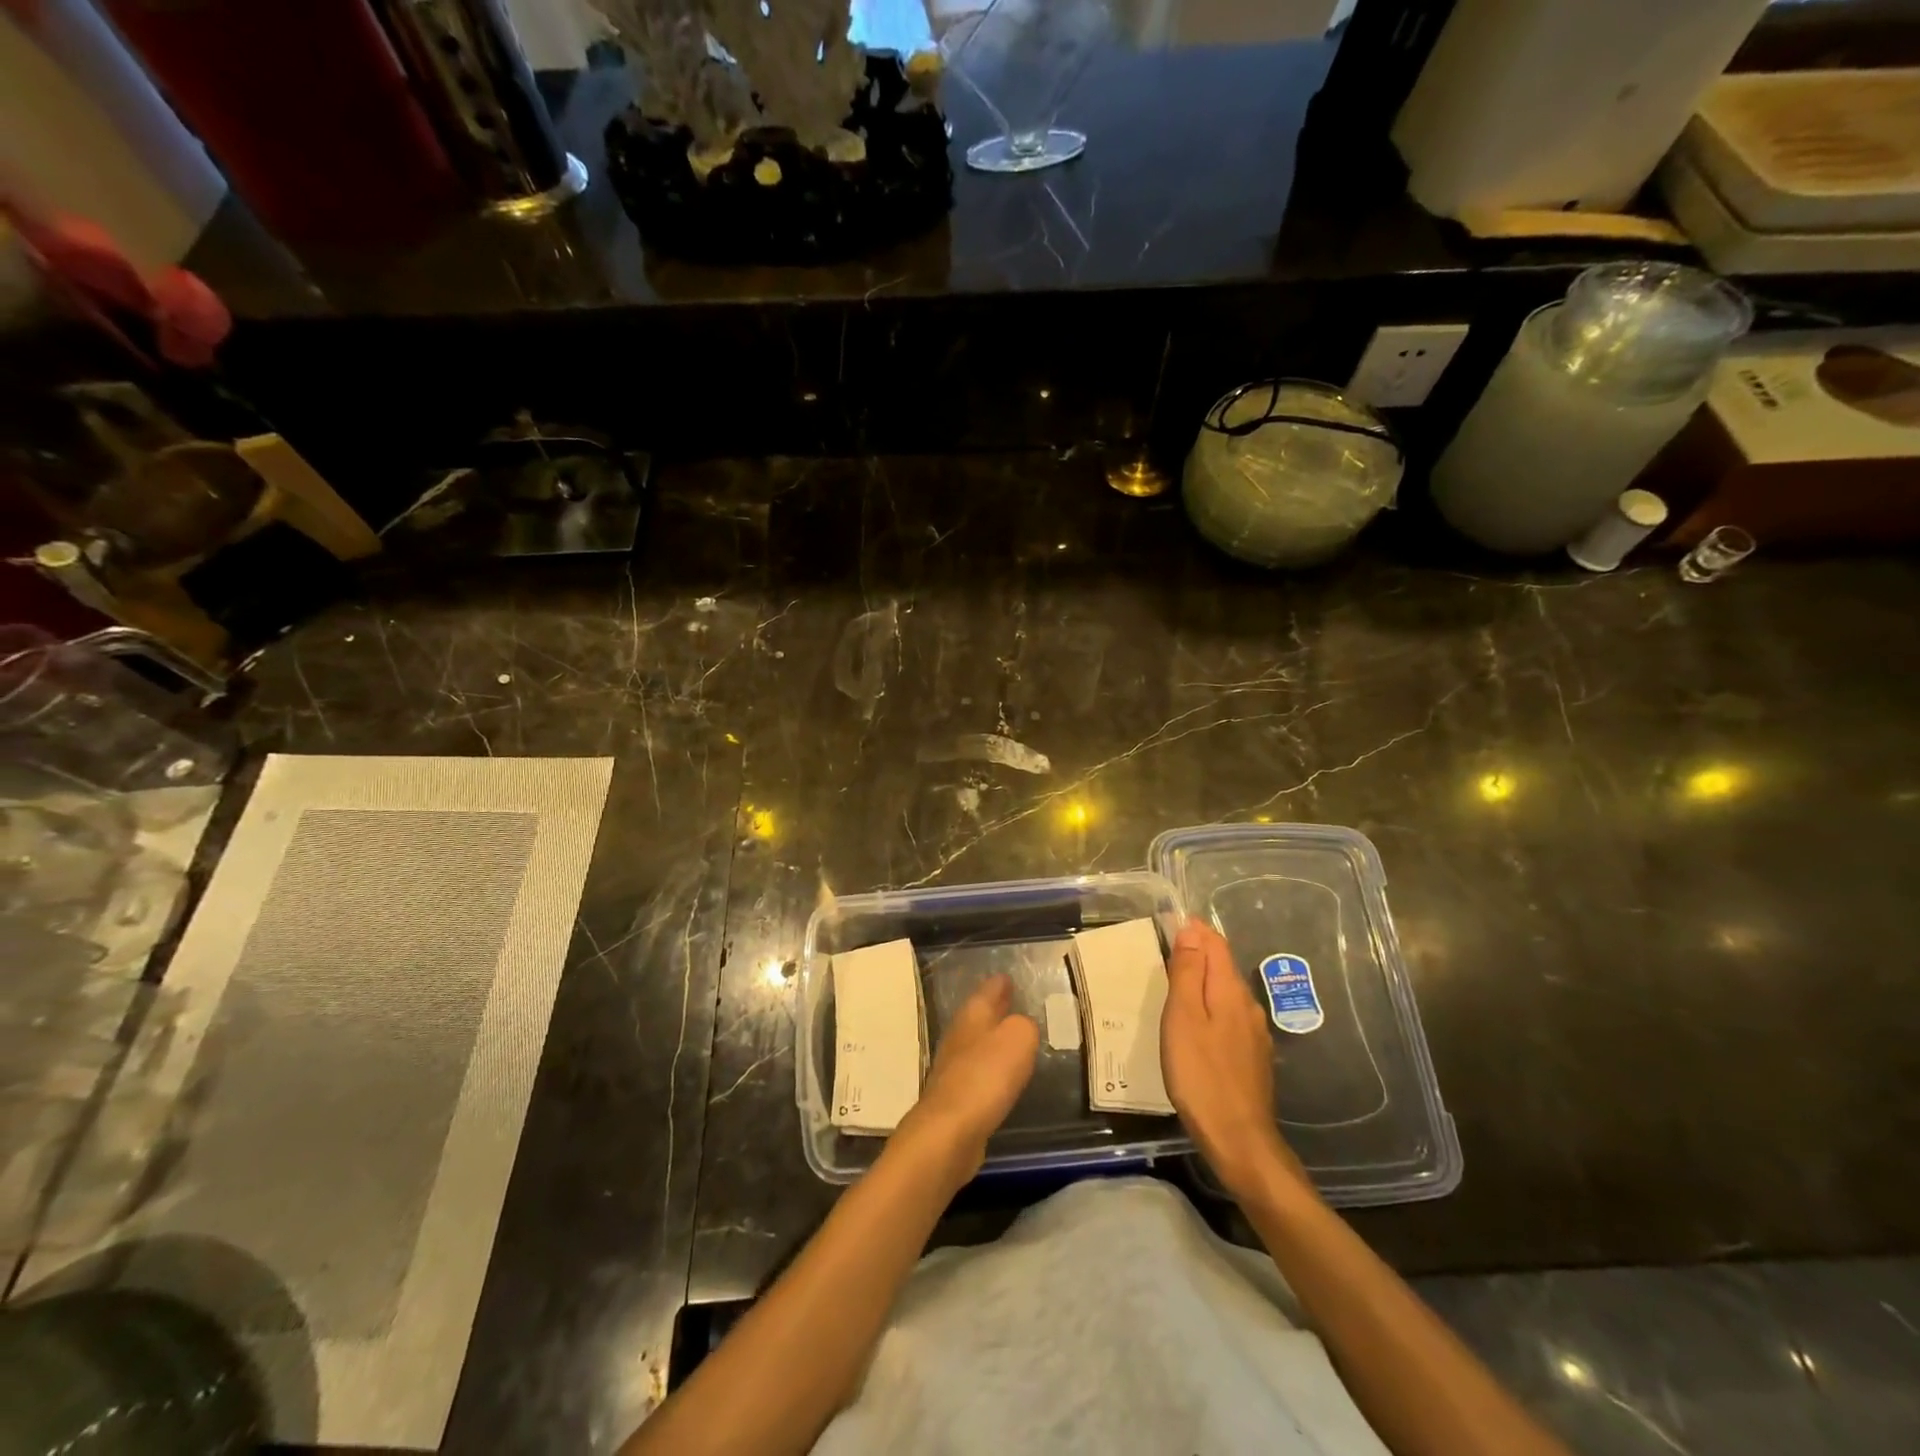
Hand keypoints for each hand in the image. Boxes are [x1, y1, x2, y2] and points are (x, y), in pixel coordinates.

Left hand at [896, 973, 1038, 1182]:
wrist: (949, 1133)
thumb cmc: (985, 1077)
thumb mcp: (1018, 1039)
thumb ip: (1024, 1027)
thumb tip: (1021, 1027)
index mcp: (972, 1017)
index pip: (986, 991)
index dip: (998, 984)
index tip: (1006, 976)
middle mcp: (959, 1037)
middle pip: (978, 1017)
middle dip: (993, 1008)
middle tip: (1009, 998)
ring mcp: (953, 1069)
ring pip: (976, 1044)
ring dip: (991, 1038)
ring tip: (1010, 1035)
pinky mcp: (955, 1100)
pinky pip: (977, 1074)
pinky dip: (989, 1069)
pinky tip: (1001, 1076)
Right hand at [1162, 918, 1306, 1202]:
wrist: (1238, 1139)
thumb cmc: (1201, 1074)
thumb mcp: (1183, 1017)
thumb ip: (1187, 972)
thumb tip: (1191, 929)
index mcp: (1230, 990)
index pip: (1215, 943)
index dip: (1194, 930)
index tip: (1168, 924)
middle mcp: (1248, 1005)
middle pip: (1223, 966)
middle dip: (1197, 953)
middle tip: (1164, 952)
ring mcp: (1254, 1033)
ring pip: (1226, 993)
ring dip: (1203, 981)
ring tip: (1174, 987)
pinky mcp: (1252, 1057)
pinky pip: (1229, 1016)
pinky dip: (1210, 1007)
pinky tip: (1196, 1025)